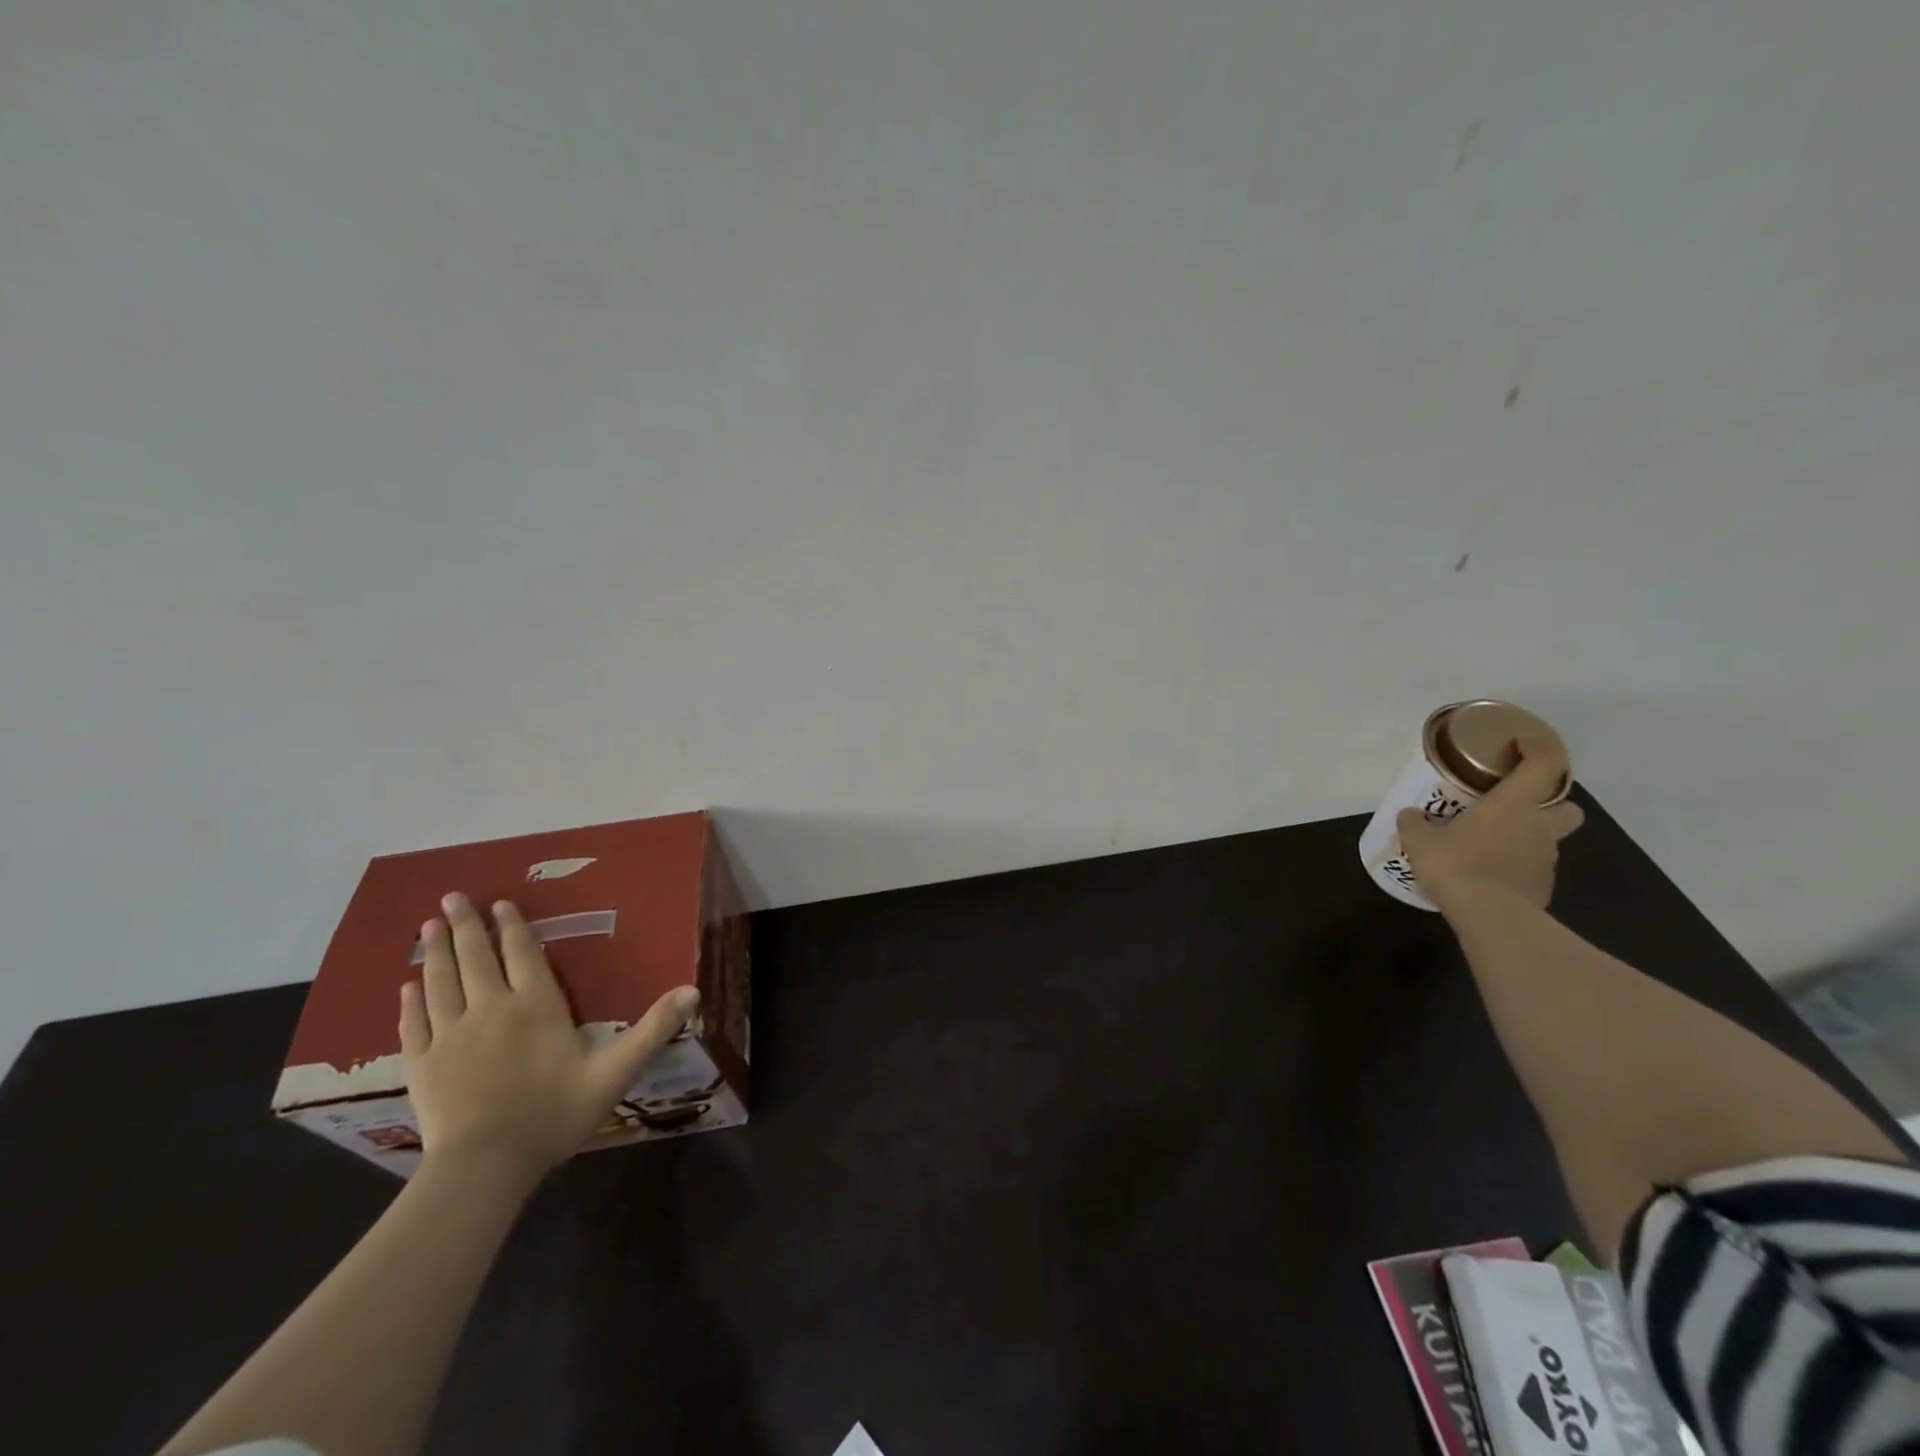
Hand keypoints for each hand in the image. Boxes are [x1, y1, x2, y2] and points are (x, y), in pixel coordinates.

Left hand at [400, 893, 697, 1184]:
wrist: (486, 1166)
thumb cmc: (555, 1114)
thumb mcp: (616, 1071)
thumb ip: (653, 1029)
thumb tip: (694, 990)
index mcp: (536, 1005)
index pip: (522, 953)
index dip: (511, 926)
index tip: (499, 903)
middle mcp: (490, 1008)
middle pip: (475, 957)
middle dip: (466, 925)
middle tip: (452, 896)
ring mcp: (450, 1035)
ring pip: (440, 981)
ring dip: (436, 950)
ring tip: (430, 924)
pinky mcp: (422, 1064)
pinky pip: (413, 1023)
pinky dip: (410, 1001)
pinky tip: (406, 986)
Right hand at [1396, 736, 1584, 910]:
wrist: (1489, 916)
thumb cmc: (1456, 864)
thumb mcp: (1420, 840)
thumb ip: (1415, 824)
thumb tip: (1411, 815)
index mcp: (1513, 804)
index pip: (1545, 764)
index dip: (1540, 747)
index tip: (1523, 741)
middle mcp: (1539, 827)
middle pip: (1567, 808)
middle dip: (1550, 805)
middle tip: (1515, 807)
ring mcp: (1546, 860)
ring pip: (1548, 840)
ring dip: (1527, 838)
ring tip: (1489, 846)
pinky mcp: (1543, 888)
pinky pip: (1533, 869)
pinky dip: (1517, 867)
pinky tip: (1489, 875)